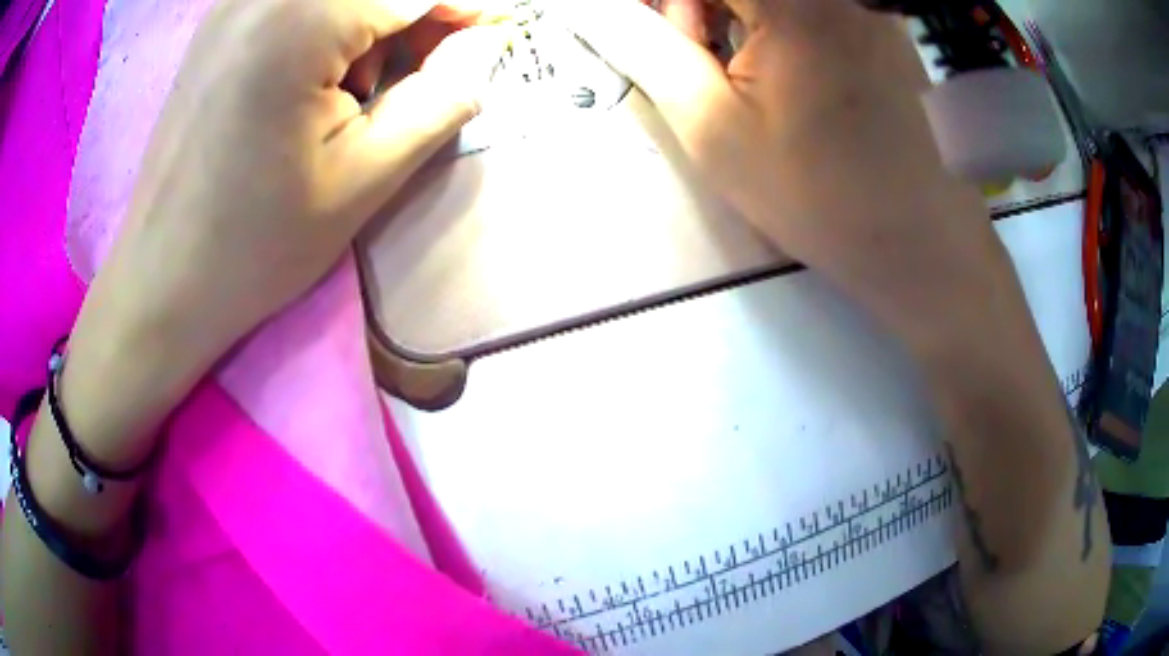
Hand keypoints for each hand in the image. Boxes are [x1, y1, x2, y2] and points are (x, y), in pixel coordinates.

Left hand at [62, 0, 504, 465]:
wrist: (163, 279)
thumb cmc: (255, 245)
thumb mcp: (364, 179)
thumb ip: (442, 97)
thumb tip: (485, 46)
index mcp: (300, 20)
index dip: (468, 6)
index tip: (497, 33)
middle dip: (421, 12)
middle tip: (437, 63)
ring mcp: (235, 3)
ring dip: (374, 19)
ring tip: (365, 84)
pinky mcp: (219, 22)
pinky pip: (298, 0)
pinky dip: (331, 21)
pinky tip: (320, 72)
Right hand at [568, 0, 1012, 342]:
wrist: (919, 242)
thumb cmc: (819, 194)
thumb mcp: (714, 128)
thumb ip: (647, 52)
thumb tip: (600, 13)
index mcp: (795, 4)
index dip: (669, 5)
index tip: (664, 39)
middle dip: (698, 5)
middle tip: (695, 56)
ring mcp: (869, 8)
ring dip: (737, 12)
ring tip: (741, 71)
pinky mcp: (886, 28)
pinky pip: (817, 7)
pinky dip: (781, 22)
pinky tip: (786, 69)